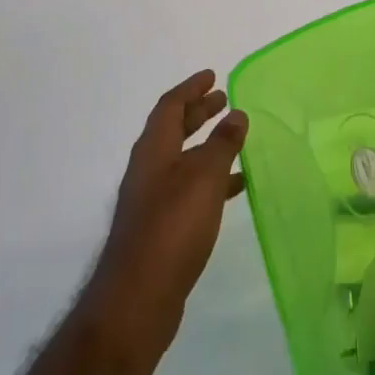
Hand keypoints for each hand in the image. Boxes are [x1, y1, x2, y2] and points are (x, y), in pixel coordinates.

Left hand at [84, 70, 248, 360]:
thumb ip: (222, 143)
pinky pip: (189, 188)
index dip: (191, 88)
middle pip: (173, 129)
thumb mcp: (204, 177)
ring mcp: (152, 200)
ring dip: (206, 145)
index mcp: (153, 149)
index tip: (213, 76)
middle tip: (224, 100)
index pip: (170, 106)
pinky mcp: (160, 228)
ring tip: (236, 139)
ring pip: (182, 159)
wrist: (138, 298)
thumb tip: (236, 114)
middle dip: (198, 112)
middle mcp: (148, 169)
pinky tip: (234, 187)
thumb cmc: (172, 226)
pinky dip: (210, 178)